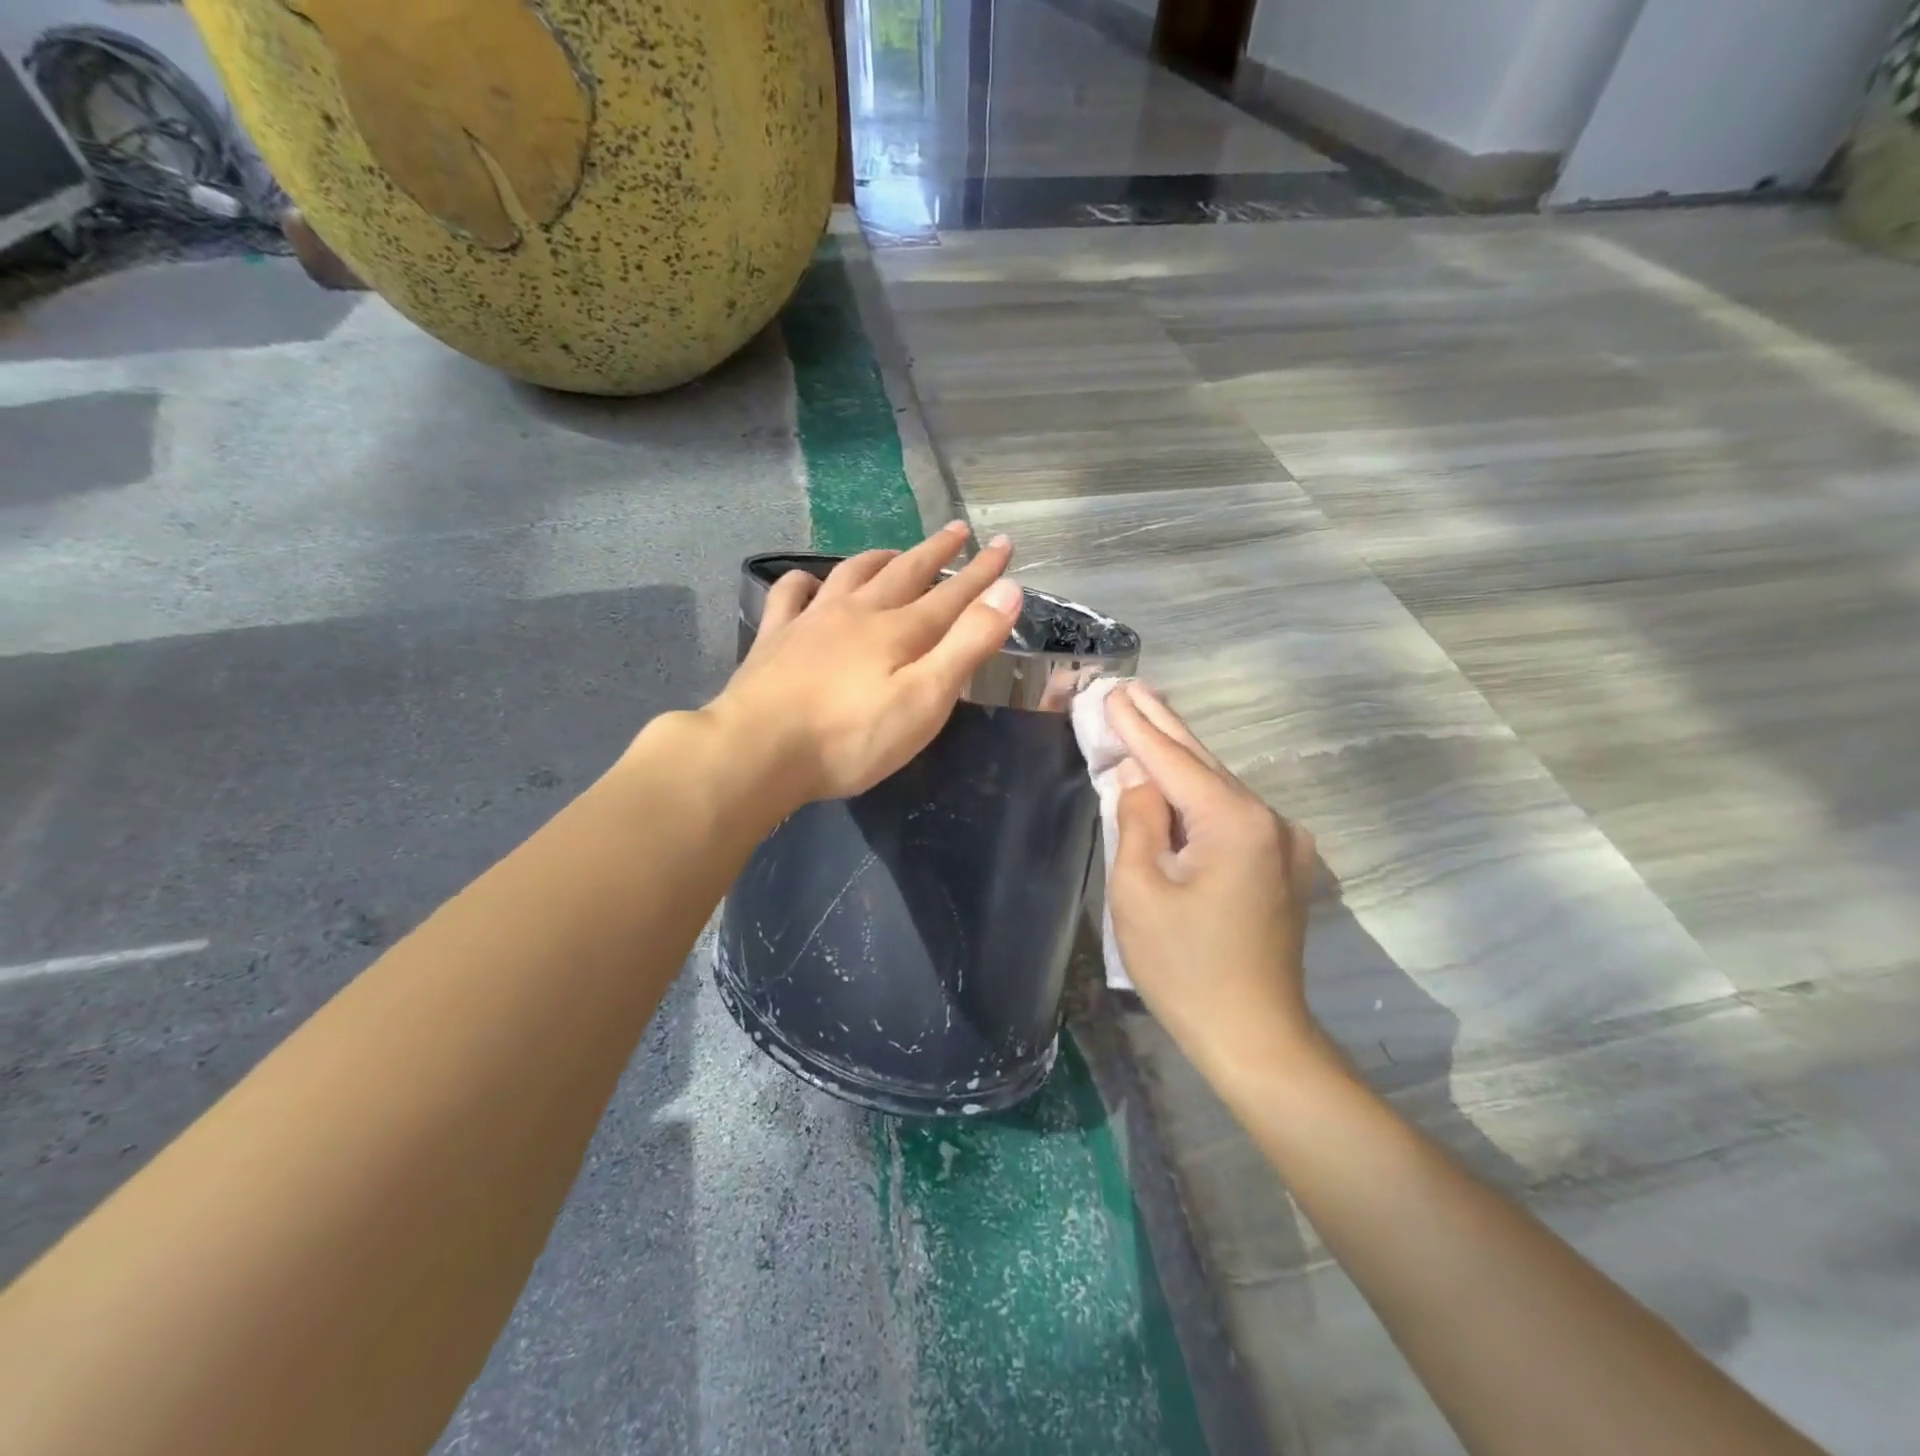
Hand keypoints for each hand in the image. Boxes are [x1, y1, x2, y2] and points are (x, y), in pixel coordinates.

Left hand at [704, 523, 1022, 805]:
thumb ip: (967, 645)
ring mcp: (811, 621)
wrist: (758, 750)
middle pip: (905, 573)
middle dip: (936, 552)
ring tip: (896, 551)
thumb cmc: (851, 737)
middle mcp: (858, 613)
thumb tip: (1008, 590)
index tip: (1005, 545)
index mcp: (899, 631)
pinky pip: (790, 595)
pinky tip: (809, 582)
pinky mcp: (774, 638)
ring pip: (851, 574)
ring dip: (879, 558)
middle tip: (958, 530)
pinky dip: (804, 581)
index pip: (952, 594)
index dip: (982, 572)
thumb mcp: (925, 699)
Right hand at [1104, 683, 1320, 1075]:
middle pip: (1202, 763)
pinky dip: (1198, 793)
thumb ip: (1137, 820)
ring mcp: (1284, 842)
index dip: (1137, 726)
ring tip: (1146, 718)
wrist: (1255, 1037)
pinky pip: (1232, 814)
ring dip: (1179, 758)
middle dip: (1162, 725)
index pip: (1172, 760)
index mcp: (1234, 822)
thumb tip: (1140, 779)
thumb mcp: (1139, 891)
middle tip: (1130, 688)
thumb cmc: (1184, 968)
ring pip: (1219, 787)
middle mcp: (1270, 820)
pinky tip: (1175, 777)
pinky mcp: (1284, 864)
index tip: (1111, 691)